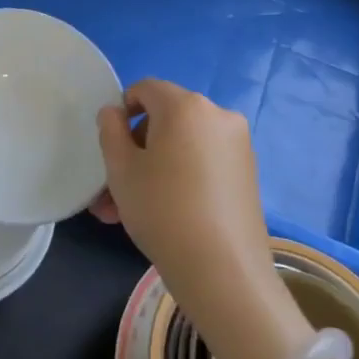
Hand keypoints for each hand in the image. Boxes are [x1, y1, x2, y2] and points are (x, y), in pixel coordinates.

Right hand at [94, 81, 307, 358]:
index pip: (146, 89)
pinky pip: (202, 163)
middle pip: (165, 119)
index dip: (122, 109)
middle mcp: (218, 115)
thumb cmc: (161, 208)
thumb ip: (110, 130)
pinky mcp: (247, 173)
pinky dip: (179, 177)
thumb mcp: (120, 169)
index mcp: (186, 105)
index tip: (110, 145)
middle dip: (134, 150)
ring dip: (151, 170)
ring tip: (124, 212)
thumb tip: (114, 112)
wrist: (222, 269)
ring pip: (181, 147)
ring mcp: (238, 145)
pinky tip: (160, 214)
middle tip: (112, 189)